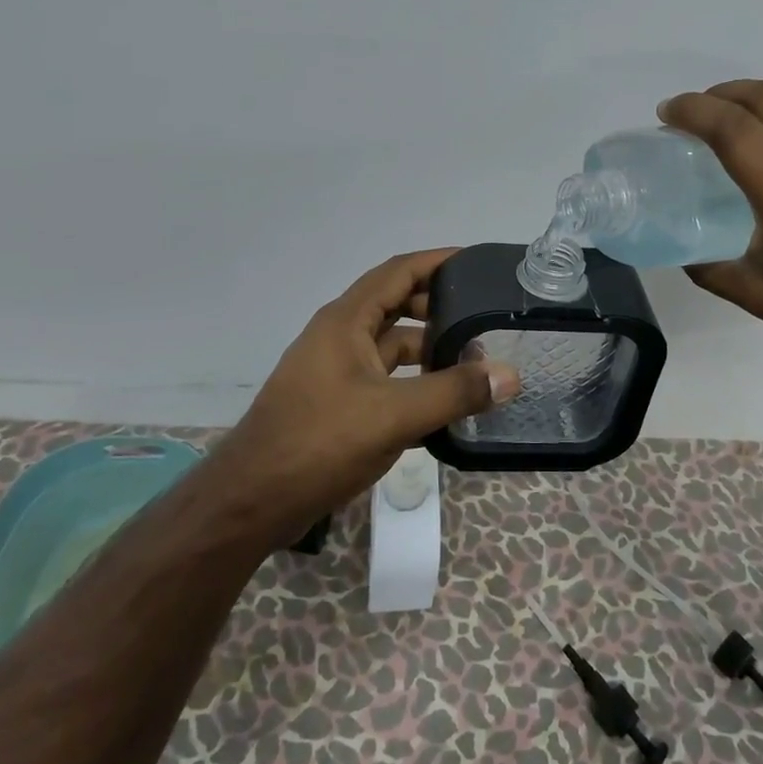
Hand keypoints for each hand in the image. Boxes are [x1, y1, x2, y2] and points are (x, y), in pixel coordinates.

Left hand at [206, 249, 519, 546]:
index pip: (398, 272)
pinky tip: (444, 403)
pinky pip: (385, 379)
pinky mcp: (337, 404)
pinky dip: (414, 383)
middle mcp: (339, 336)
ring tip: (473, 361)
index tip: (475, 262)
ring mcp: (336, 371)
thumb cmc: (319, 442)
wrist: (252, 502)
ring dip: (428, 349)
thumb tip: (511, 375)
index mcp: (346, 321)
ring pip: (391, 347)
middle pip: (396, 306)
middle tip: (484, 316)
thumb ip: (454, 393)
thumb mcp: (394, 415)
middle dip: (439, 307)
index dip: (436, 261)